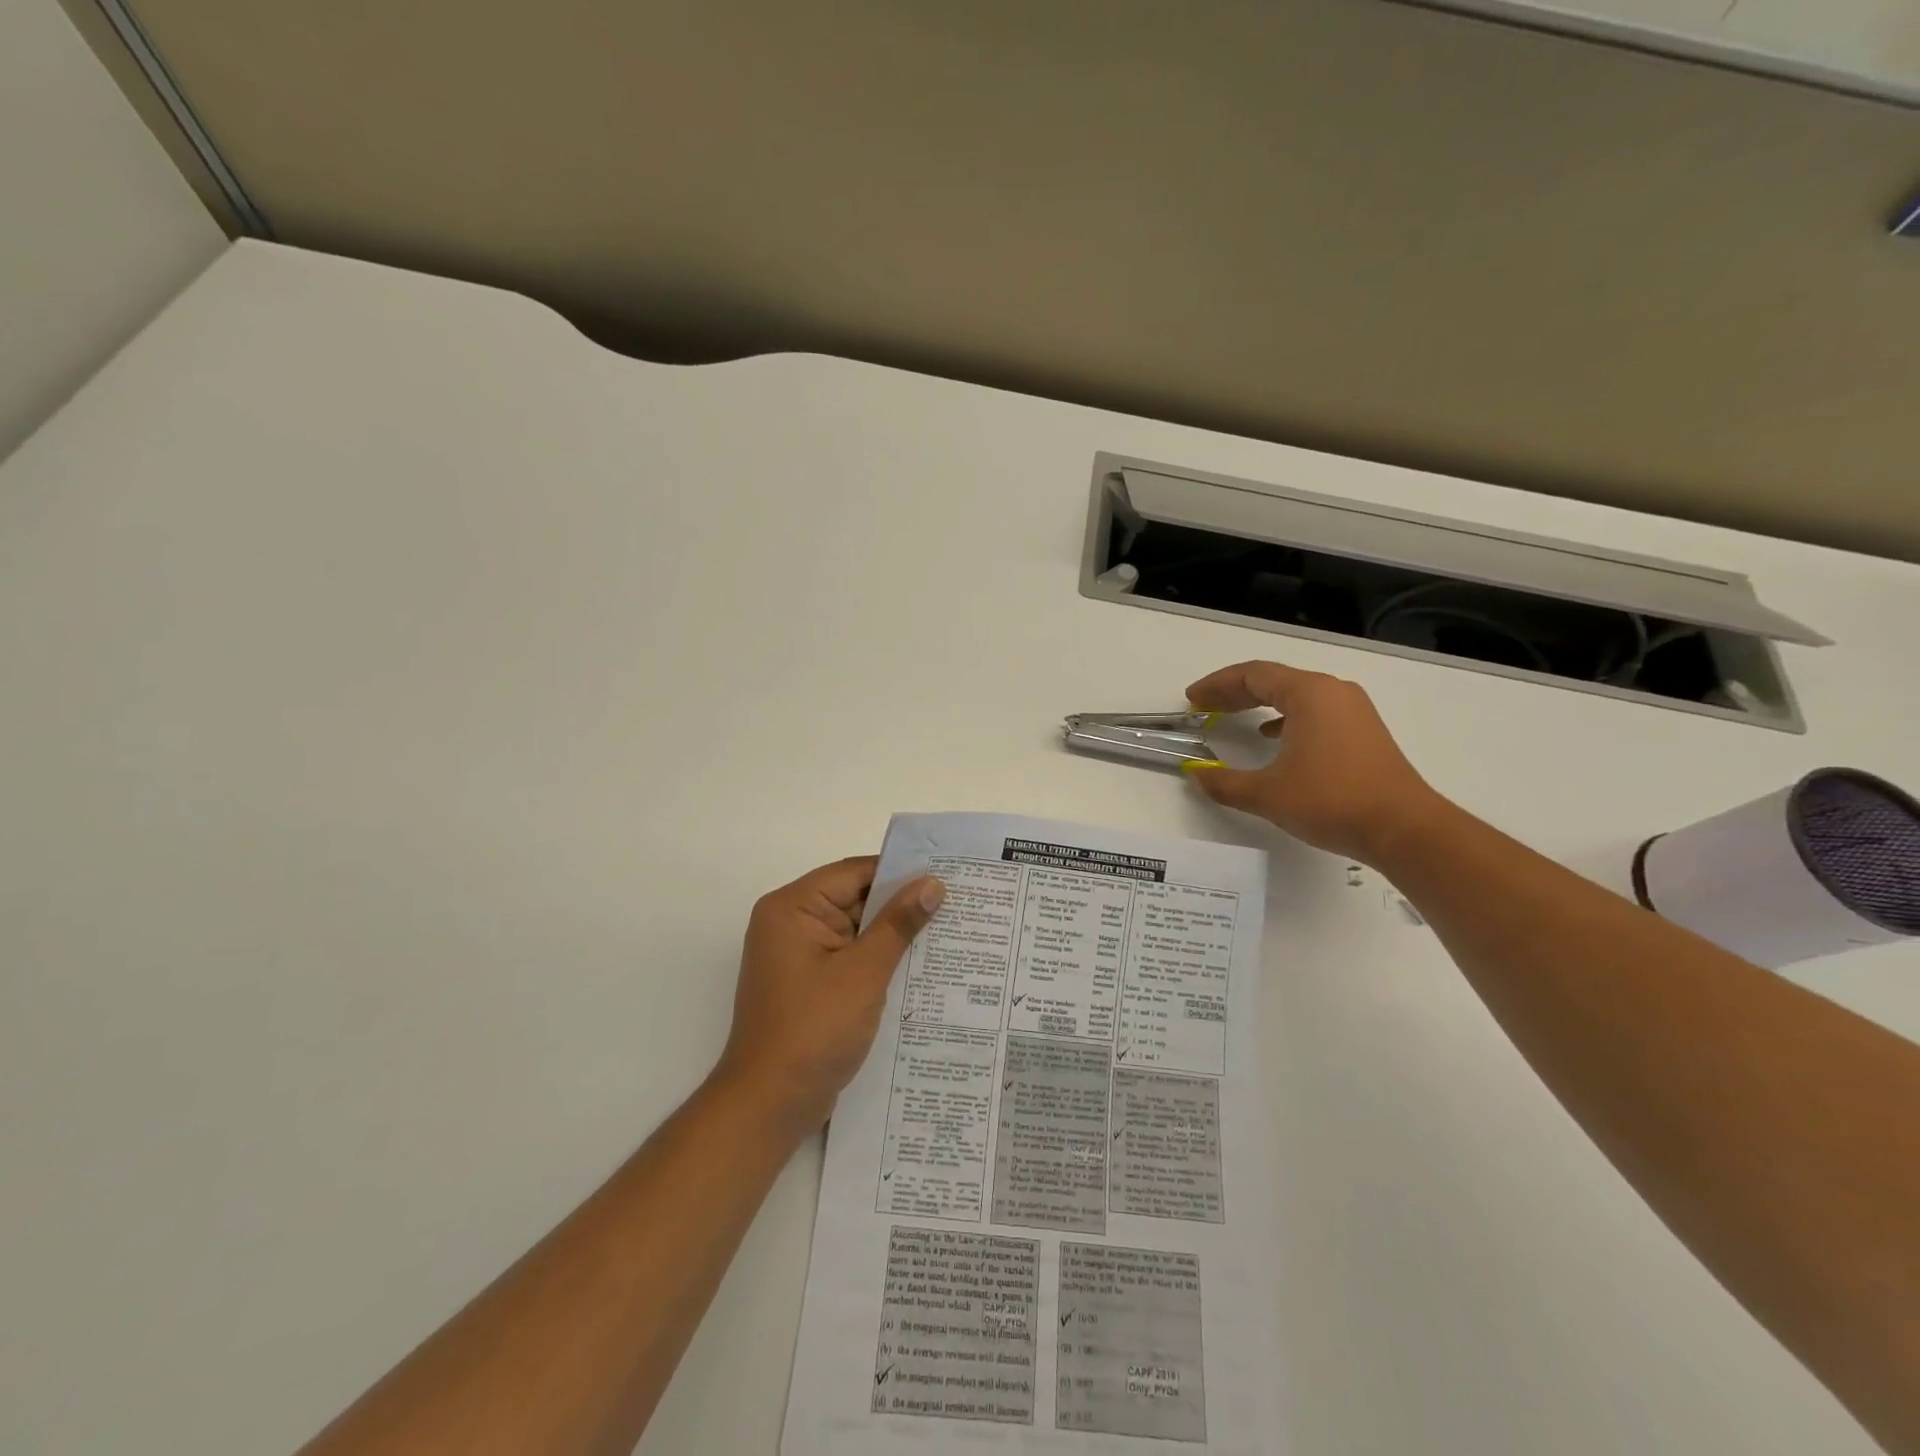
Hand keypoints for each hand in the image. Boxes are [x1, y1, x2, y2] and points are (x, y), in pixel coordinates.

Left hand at [714, 856, 943, 1140]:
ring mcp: (798, 956)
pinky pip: (850, 958)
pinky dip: (879, 960)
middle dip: (901, 904)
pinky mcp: (809, 984)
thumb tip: (933, 884)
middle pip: (854, 899)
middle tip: (956, 902)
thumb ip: (898, 924)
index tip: (946, 875)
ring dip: (893, 935)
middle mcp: (791, 923)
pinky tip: (920, 966)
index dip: (900, 872)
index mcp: (792, 907)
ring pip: (856, 930)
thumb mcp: (863, 972)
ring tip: (949, 930)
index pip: (854, 873)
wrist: (769, 1105)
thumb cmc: (814, 1030)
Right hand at [1183, 659, 1444, 864]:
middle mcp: (1332, 692)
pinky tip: (1271, 736)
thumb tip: (1196, 776)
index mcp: (1308, 694)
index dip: (1217, 685)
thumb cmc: (1331, 801)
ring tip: (1231, 717)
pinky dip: (1285, 717)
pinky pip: (1313, 711)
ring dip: (1259, 703)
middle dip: (1234, 691)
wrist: (1403, 828)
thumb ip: (1224, 783)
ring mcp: (1352, 710)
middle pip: (1273, 680)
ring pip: (1295, 695)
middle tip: (1204, 706)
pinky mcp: (1363, 731)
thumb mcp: (1267, 794)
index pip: (1252, 674)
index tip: (1192, 699)